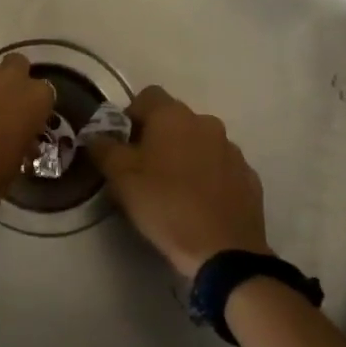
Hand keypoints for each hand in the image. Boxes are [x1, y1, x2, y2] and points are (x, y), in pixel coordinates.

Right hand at [87, 86, 269, 278]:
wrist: (222, 250)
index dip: (131, 115)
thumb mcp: (120, 177)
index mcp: (173, 116)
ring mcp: (232, 150)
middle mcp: (206, 123)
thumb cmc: (165, 205)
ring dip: (185, 156)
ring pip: (200, 142)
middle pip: (175, 119)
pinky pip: (220, 167)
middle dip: (158, 137)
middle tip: (144, 169)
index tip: (123, 144)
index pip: (147, 96)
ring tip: (173, 189)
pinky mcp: (248, 177)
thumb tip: (97, 136)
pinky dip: (208, 176)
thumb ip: (104, 149)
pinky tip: (199, 203)